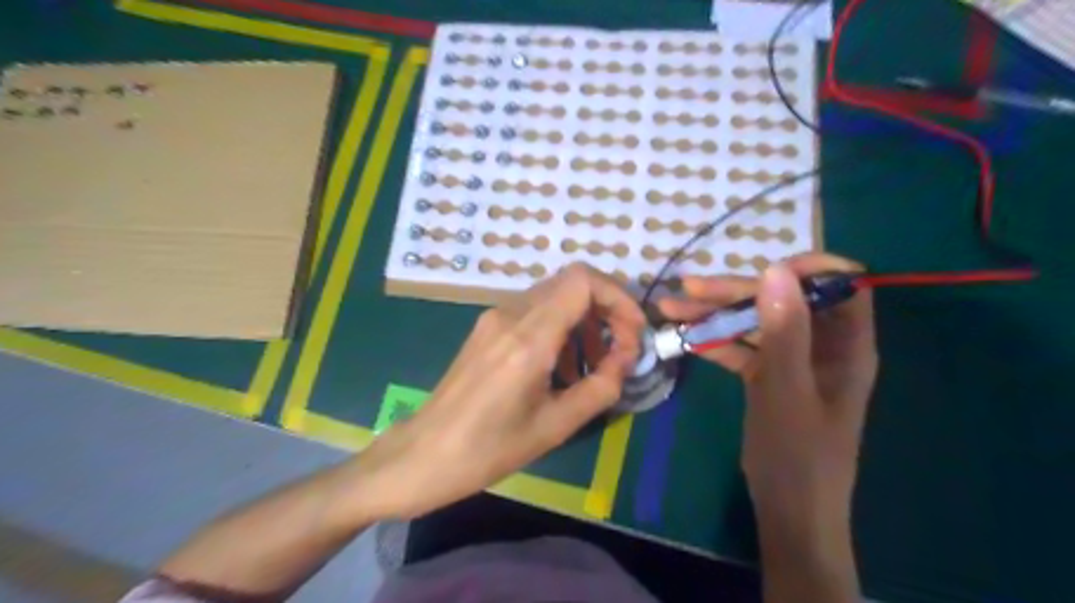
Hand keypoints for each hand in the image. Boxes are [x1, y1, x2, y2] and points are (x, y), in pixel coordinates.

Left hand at [354, 262, 640, 517]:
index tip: (633, 333)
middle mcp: (510, 315)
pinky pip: (534, 312)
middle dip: (606, 309)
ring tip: (592, 367)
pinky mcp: (486, 328)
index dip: (618, 297)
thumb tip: (626, 359)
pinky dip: (560, 328)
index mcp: (528, 338)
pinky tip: (560, 368)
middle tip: (620, 350)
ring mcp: (494, 317)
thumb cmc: (489, 449)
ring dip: (583, 320)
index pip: (582, 281)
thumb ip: (600, 387)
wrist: (423, 454)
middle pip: (571, 282)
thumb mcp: (555, 426)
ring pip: (554, 296)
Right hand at [661, 250, 875, 523]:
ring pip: (755, 322)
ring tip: (670, 308)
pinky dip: (714, 341)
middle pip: (782, 300)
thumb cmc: (798, 454)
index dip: (807, 269)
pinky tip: (684, 337)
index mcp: (846, 345)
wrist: (788, 510)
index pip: (841, 284)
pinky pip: (742, 347)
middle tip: (688, 289)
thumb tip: (775, 269)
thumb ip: (784, 331)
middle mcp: (821, 345)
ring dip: (715, 314)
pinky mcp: (768, 375)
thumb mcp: (787, 390)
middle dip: (735, 292)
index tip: (762, 270)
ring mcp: (791, 360)